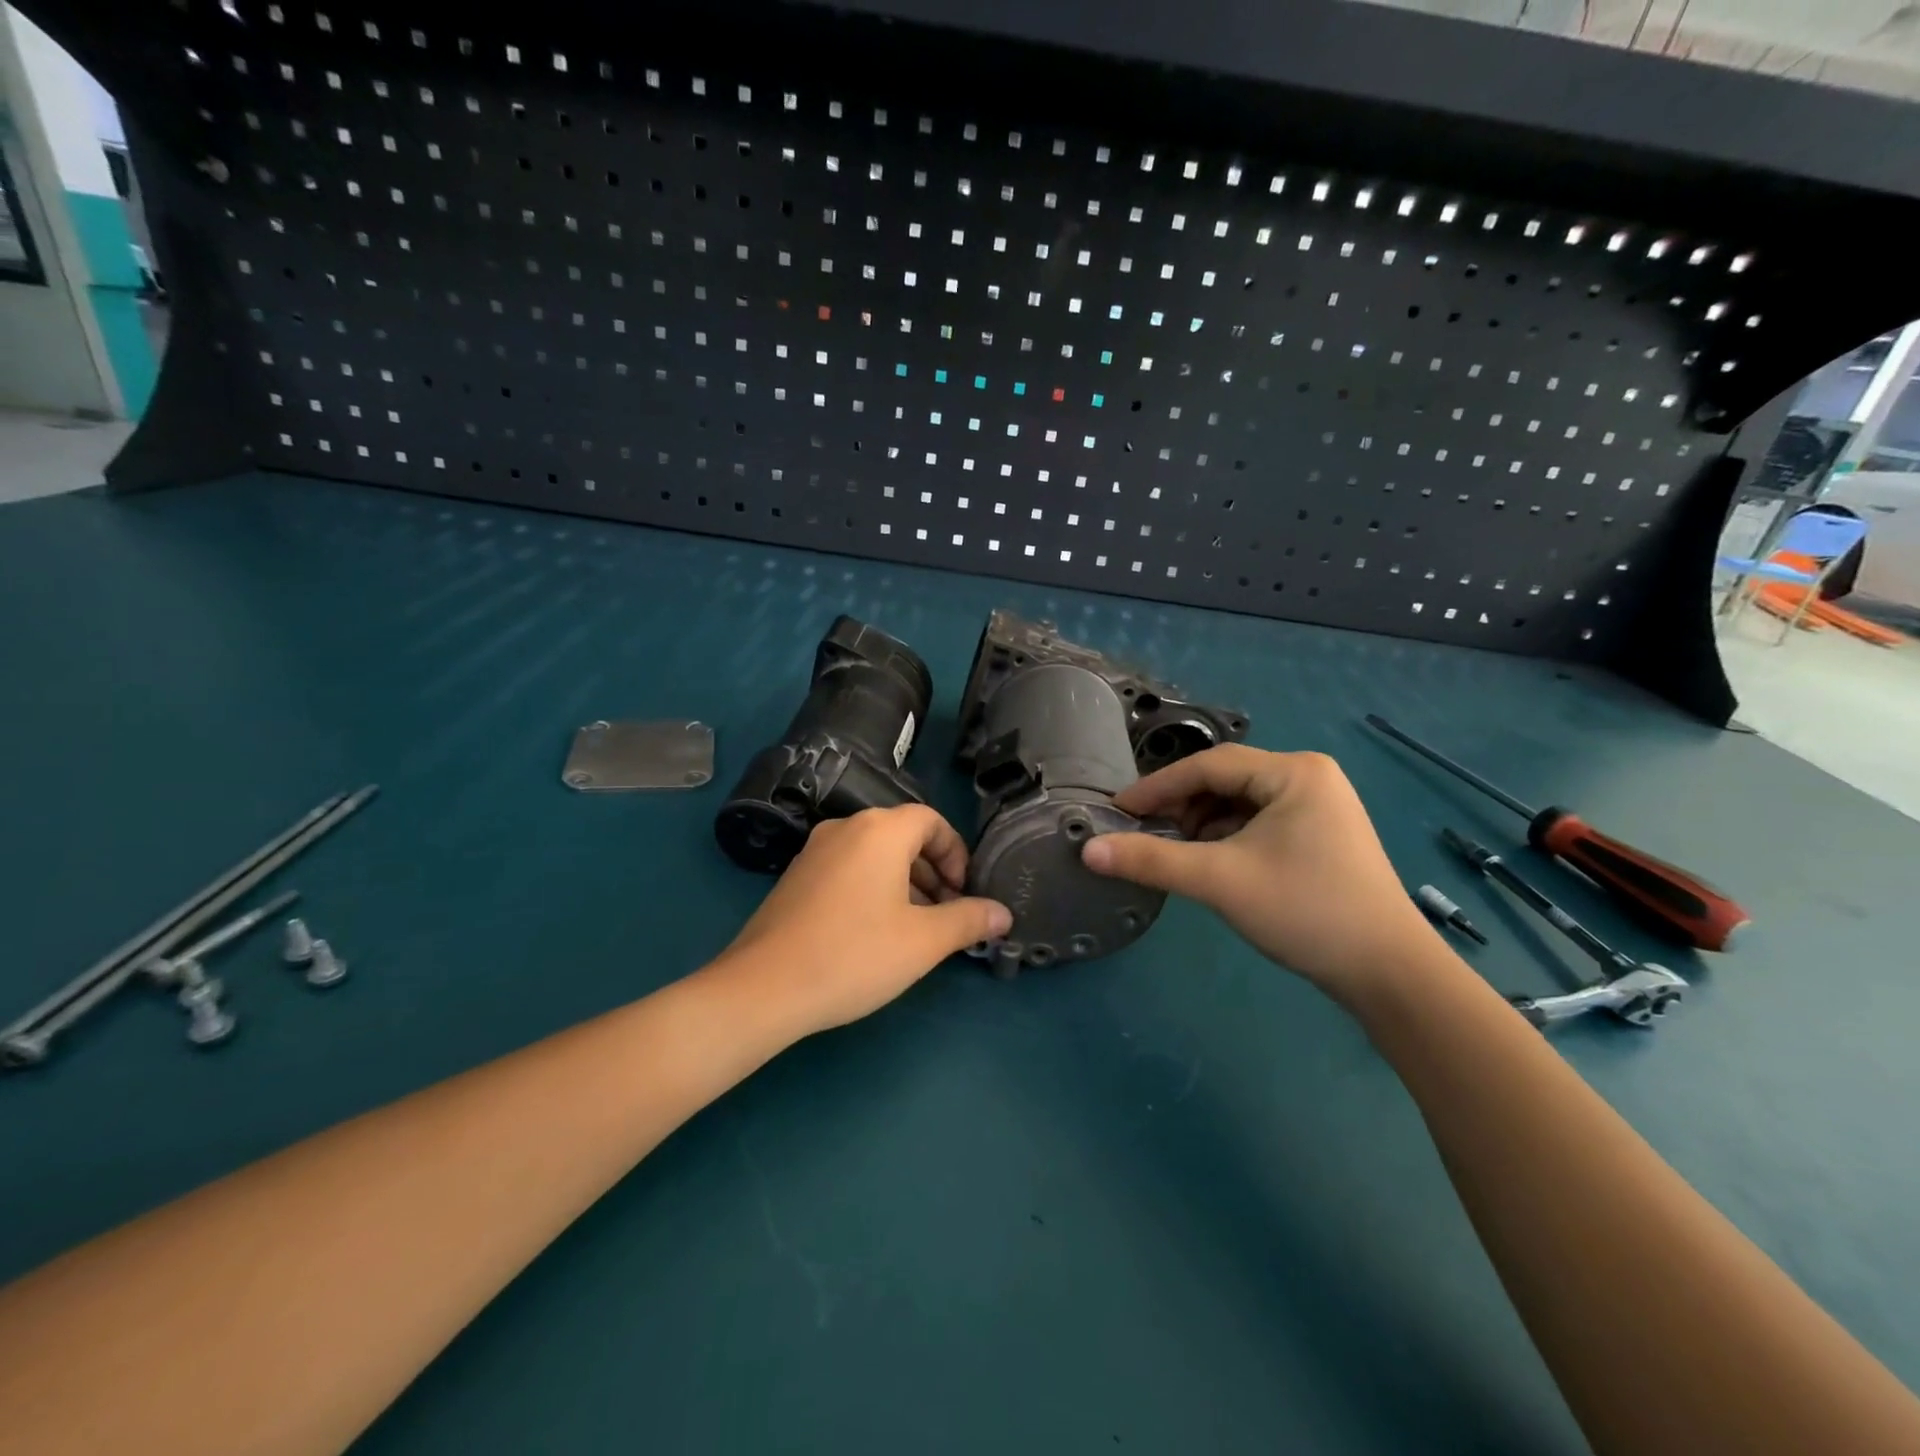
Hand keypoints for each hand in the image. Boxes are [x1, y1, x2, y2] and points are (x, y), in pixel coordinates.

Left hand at [718, 805, 1011, 1036]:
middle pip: (904, 836)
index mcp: (880, 830)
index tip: (964, 893)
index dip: (957, 853)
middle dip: (934, 871)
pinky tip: (873, 934)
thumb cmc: (855, 955)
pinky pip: (848, 869)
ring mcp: (815, 851)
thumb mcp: (923, 941)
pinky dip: (873, 888)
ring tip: (915, 929)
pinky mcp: (796, 877)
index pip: (932, 820)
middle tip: (946, 915)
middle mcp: (846, 828)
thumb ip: (968, 920)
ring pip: (875, 854)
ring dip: (905, 882)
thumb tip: (1003, 913)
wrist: (764, 987)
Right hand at [1081, 746, 1436, 1004]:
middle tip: (1143, 833)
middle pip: (1225, 780)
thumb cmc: (1306, 912)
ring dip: (1202, 823)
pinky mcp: (1321, 834)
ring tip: (1174, 852)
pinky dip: (1227, 837)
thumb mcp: (1220, 881)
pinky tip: (1210, 861)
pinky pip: (1259, 822)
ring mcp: (1320, 805)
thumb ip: (1151, 861)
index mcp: (1294, 771)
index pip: (1208, 766)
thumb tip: (1088, 850)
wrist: (1389, 973)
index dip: (1156, 787)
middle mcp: (1309, 776)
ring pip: (1240, 802)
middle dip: (1181, 806)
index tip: (1116, 811)